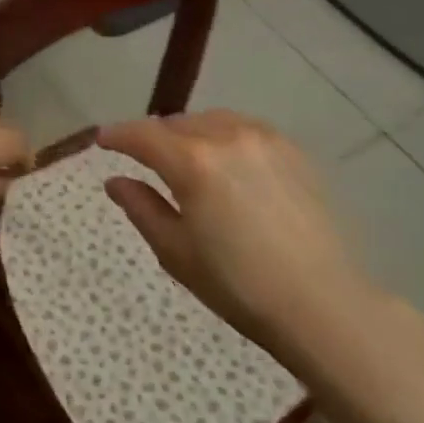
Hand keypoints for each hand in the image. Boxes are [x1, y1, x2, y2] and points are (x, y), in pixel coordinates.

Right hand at [97, 110, 366, 349]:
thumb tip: (115, 181)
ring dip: (190, 133)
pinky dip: (224, 135)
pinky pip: (245, 128)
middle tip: (142, 158)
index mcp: (193, 162)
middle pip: (178, 124)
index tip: (102, 141)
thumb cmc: (238, 285)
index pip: (143, 135)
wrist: (321, 301)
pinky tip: (226, 161)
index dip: (118, 136)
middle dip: (154, 137)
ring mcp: (265, 139)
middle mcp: (227, 136)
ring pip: (212, 121)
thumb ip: (142, 208)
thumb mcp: (176, 252)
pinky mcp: (293, 150)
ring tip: (184, 157)